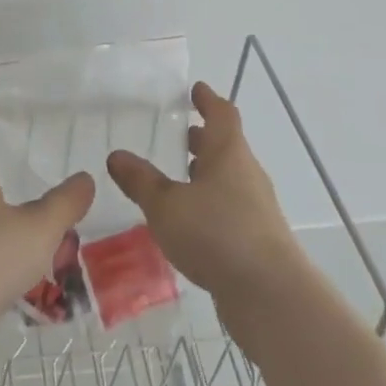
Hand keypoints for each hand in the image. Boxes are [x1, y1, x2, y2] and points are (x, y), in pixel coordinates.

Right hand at [107, 81, 303, 303]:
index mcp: (228, 152)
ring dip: (206, 174)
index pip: (221, 113)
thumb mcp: (166, 206)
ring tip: (177, 178)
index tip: (195, 90)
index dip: (208, 99)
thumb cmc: (216, 234)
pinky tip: (190, 222)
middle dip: (203, 139)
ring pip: (228, 178)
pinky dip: (210, 204)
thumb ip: (141, 181)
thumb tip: (116, 155)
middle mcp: (246, 172)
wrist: (270, 295)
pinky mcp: (257, 238)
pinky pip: (230, 208)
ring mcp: (256, 207)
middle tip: (178, 134)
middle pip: (225, 146)